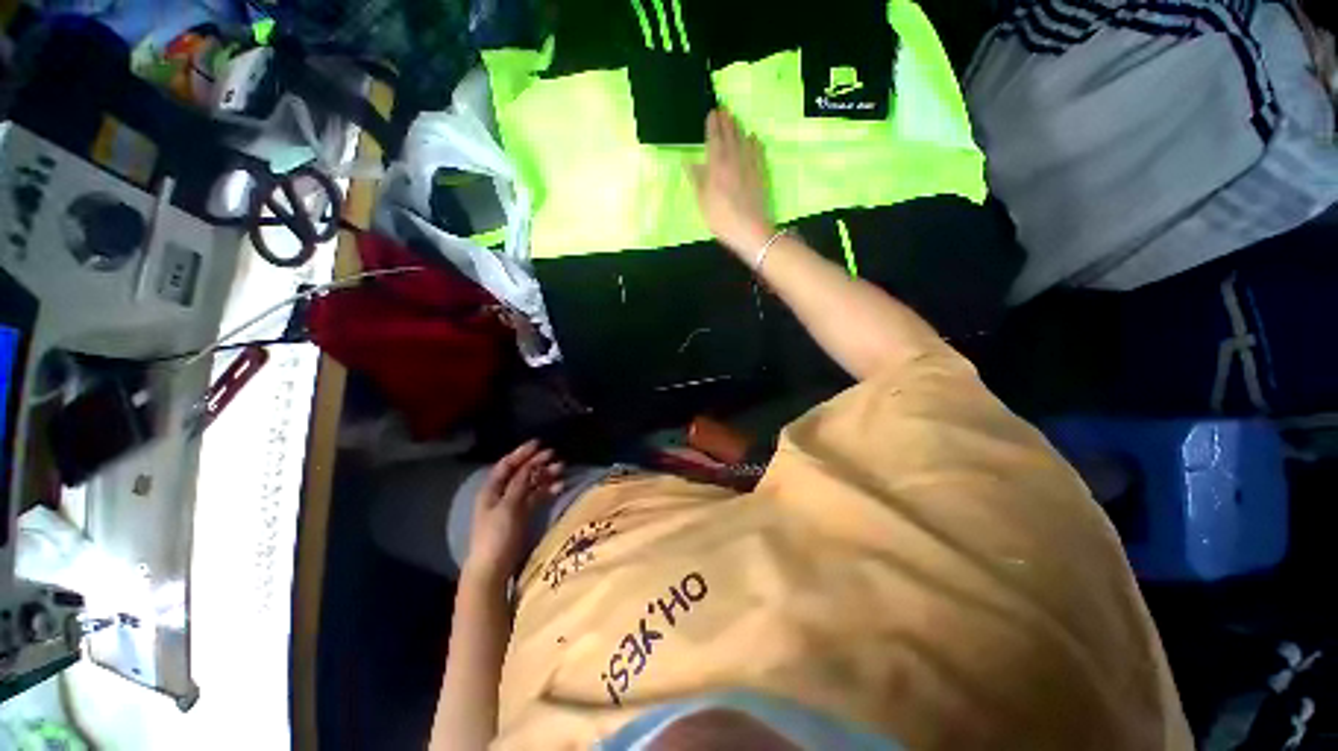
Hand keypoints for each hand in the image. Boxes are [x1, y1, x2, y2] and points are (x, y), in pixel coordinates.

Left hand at [464, 441, 564, 583]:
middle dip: (537, 463)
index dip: (522, 453)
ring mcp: (513, 505)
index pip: (507, 465)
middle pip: (521, 473)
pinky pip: (536, 497)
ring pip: (531, 484)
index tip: (539, 443)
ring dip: (545, 475)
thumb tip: (530, 465)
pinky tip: (559, 487)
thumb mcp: (508, 507)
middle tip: (555, 455)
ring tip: (562, 469)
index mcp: (491, 490)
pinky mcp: (522, 515)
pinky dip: (547, 491)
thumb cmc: (496, 535)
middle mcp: (502, 494)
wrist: (492, 568)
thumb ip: (519, 484)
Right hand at [689, 109, 775, 256]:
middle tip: (724, 109)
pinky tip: (754, 138)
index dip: (713, 126)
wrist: (750, 230)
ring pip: (744, 141)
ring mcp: (749, 166)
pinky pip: (758, 153)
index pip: (714, 139)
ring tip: (736, 119)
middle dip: (726, 122)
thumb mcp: (702, 202)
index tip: (712, 113)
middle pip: (730, 136)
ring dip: (739, 128)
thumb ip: (696, 180)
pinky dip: (755, 143)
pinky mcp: (761, 174)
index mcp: (716, 166)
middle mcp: (734, 160)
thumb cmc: (721, 218)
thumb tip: (688, 162)